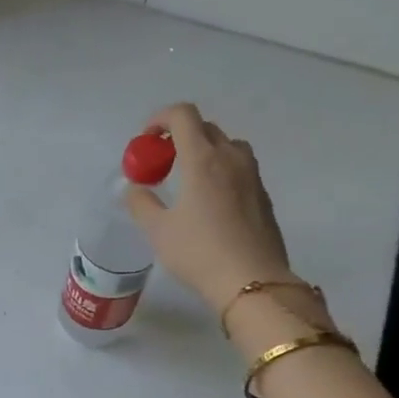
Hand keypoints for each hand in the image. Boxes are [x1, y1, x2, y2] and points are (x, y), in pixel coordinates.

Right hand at [125, 103, 304, 316]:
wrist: (252, 282)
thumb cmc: (199, 253)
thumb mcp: (157, 231)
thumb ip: (141, 203)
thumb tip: (134, 188)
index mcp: (202, 159)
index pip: (183, 115)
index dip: (160, 119)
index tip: (146, 141)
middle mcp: (231, 158)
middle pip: (205, 128)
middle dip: (179, 137)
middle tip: (162, 164)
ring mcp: (252, 176)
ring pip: (227, 146)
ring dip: (204, 152)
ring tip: (188, 180)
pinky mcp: (264, 196)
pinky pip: (240, 169)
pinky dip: (221, 172)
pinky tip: (210, 204)